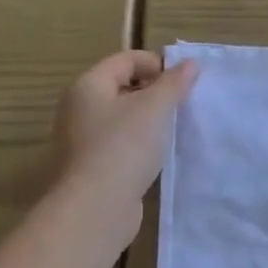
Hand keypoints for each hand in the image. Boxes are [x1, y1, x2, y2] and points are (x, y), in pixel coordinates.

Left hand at [51, 51, 198, 198]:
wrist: (95, 208)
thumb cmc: (124, 147)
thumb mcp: (156, 108)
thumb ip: (174, 83)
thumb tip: (189, 64)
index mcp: (88, 86)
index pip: (125, 59)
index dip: (157, 63)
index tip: (184, 81)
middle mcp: (78, 108)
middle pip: (121, 86)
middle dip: (154, 91)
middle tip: (181, 104)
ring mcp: (80, 139)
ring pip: (121, 117)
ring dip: (148, 119)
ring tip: (172, 130)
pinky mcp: (89, 166)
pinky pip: (118, 143)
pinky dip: (138, 143)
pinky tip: (156, 156)